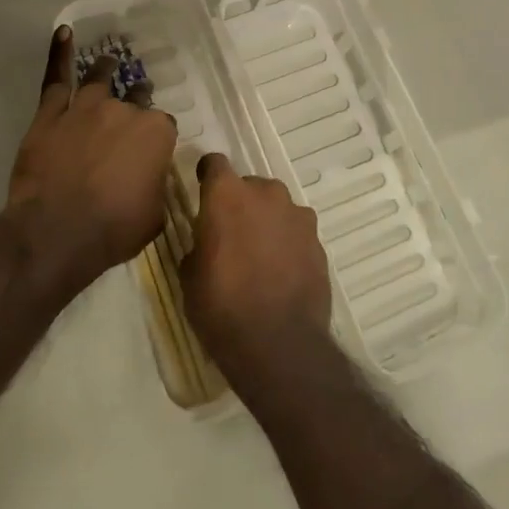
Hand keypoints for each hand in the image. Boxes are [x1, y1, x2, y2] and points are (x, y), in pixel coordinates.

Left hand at [6, 26, 177, 293]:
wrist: (57, 232)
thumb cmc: (113, 229)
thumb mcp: (154, 215)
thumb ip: (156, 187)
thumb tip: (150, 180)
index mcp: (156, 134)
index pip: (164, 126)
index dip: (157, 138)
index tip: (151, 151)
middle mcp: (125, 112)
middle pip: (135, 98)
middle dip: (137, 100)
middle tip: (135, 103)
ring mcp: (86, 108)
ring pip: (100, 79)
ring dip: (107, 69)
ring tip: (109, 61)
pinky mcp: (51, 114)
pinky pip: (56, 78)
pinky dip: (59, 53)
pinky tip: (63, 32)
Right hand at [183, 152, 332, 384]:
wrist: (279, 344)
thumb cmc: (221, 307)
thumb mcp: (190, 277)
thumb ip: (199, 245)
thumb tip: (207, 242)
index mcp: (227, 195)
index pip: (214, 164)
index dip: (207, 176)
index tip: (203, 192)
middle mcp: (266, 194)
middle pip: (249, 186)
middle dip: (240, 203)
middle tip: (231, 234)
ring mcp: (297, 216)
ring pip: (277, 207)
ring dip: (267, 221)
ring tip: (259, 255)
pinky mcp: (318, 241)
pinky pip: (296, 231)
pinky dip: (287, 243)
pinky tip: (281, 271)